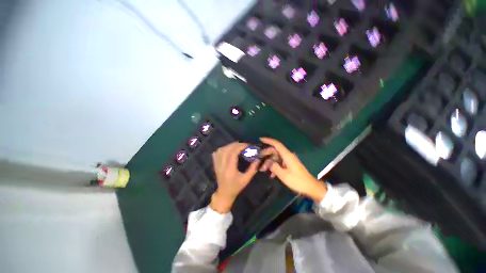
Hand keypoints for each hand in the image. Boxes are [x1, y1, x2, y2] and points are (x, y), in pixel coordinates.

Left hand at [210, 142, 259, 212]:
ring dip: (229, 146)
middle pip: (227, 150)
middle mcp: (222, 165)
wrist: (224, 194)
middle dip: (236, 144)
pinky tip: (228, 149)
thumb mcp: (246, 179)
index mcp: (230, 169)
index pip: (233, 153)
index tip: (247, 145)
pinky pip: (216, 153)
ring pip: (221, 150)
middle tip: (243, 144)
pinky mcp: (215, 164)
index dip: (240, 147)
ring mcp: (217, 165)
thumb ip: (253, 169)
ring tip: (237, 146)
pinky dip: (222, 149)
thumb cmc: (236, 187)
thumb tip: (258, 159)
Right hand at [260, 137, 326, 201]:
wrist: (310, 187)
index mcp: (287, 155)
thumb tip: (269, 162)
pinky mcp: (289, 164)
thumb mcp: (283, 175)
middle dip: (266, 155)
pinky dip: (274, 166)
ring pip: (276, 157)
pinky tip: (271, 174)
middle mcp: (287, 155)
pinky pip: (279, 162)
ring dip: (269, 162)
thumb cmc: (297, 181)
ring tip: (263, 170)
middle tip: (259, 161)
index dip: (268, 140)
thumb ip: (274, 167)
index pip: (277, 144)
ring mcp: (288, 160)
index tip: (260, 139)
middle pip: (274, 151)